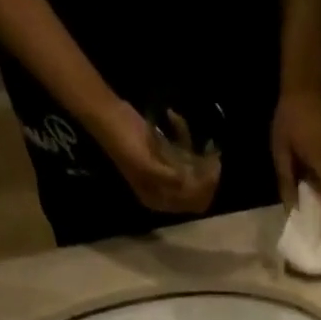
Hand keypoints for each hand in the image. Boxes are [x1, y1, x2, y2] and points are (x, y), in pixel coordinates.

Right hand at [91, 98, 220, 214]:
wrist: (106, 115)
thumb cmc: (124, 142)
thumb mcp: (147, 165)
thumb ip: (169, 179)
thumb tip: (188, 185)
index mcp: (159, 200)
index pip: (192, 204)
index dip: (206, 190)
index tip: (214, 168)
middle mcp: (164, 193)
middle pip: (196, 192)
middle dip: (207, 176)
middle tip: (214, 155)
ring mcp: (165, 174)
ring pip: (192, 172)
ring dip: (197, 155)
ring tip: (198, 138)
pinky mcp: (164, 155)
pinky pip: (182, 152)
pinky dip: (183, 138)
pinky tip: (175, 118)